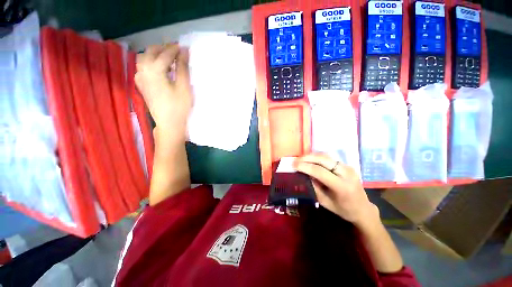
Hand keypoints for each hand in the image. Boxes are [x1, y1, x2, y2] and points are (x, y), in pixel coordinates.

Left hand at [135, 44, 191, 140]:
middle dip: (163, 48)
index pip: (165, 54)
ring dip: (155, 54)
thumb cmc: (179, 106)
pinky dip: (150, 63)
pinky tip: (158, 68)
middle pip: (151, 52)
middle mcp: (143, 71)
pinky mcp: (141, 85)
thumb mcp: (184, 87)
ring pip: (144, 58)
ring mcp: (140, 78)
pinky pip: (142, 68)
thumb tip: (184, 52)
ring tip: (167, 58)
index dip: (175, 49)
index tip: (184, 47)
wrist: (169, 123)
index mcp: (154, 70)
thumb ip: (182, 68)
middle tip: (177, 50)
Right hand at [293, 153, 378, 227]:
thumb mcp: (325, 202)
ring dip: (312, 156)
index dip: (305, 166)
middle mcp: (346, 173)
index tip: (294, 165)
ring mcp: (348, 167)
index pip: (320, 171)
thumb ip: (313, 187)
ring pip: (326, 156)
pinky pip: (329, 158)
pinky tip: (310, 160)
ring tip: (301, 159)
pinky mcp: (346, 165)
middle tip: (296, 160)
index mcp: (342, 186)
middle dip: (307, 158)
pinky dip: (317, 157)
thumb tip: (303, 174)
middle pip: (323, 159)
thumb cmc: (343, 209)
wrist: (363, 209)